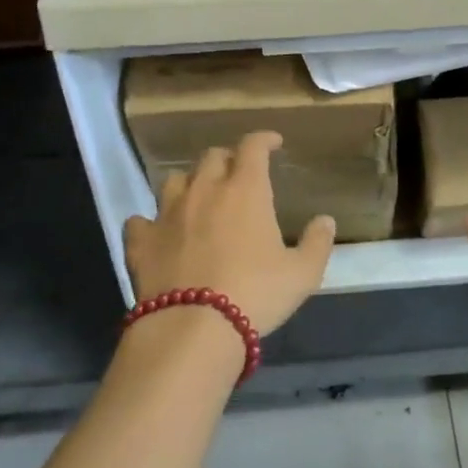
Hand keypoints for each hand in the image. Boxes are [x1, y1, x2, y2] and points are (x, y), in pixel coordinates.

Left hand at [123, 131, 335, 336]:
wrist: (193, 328)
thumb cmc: (256, 294)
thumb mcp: (302, 274)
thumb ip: (317, 243)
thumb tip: (325, 221)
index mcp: (245, 190)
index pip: (252, 147)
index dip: (263, 139)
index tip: (273, 143)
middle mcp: (204, 190)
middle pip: (211, 157)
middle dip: (227, 159)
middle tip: (238, 175)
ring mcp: (167, 214)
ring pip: (174, 180)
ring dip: (190, 183)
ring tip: (199, 198)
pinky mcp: (141, 241)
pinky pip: (141, 220)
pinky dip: (151, 222)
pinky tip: (158, 233)